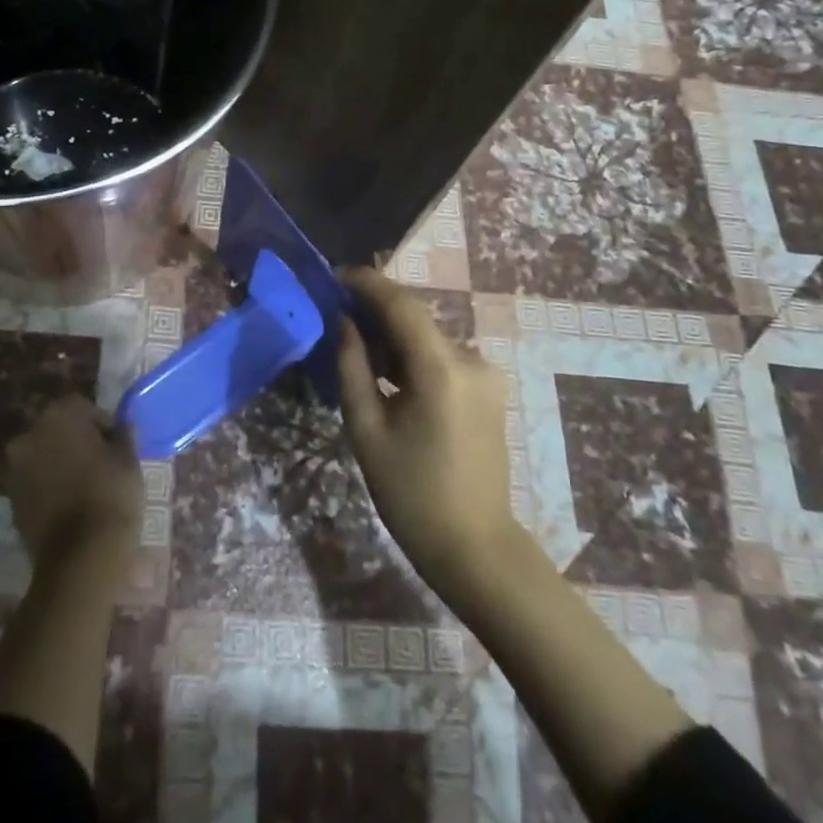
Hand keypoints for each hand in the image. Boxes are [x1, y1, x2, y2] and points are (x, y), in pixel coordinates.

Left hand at [2, 396, 144, 570]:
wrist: (81, 555)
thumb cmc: (110, 494)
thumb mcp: (128, 458)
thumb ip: (122, 433)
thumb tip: (121, 425)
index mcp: (59, 414)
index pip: (82, 406)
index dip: (100, 423)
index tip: (114, 444)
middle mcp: (29, 433)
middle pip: (56, 427)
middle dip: (74, 439)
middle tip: (98, 461)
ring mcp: (14, 467)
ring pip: (41, 453)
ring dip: (57, 461)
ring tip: (82, 483)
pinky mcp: (9, 497)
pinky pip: (32, 480)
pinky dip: (46, 484)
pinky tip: (67, 501)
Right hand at [336, 268, 529, 601]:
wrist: (475, 546)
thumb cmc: (412, 494)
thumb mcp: (367, 430)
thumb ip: (352, 367)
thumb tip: (343, 323)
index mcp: (441, 368)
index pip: (401, 304)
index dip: (366, 283)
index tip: (334, 276)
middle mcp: (470, 359)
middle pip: (416, 318)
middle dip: (375, 310)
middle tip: (335, 313)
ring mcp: (485, 374)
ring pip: (428, 338)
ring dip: (393, 335)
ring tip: (355, 345)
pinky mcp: (488, 389)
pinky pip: (443, 357)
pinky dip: (412, 355)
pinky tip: (387, 371)